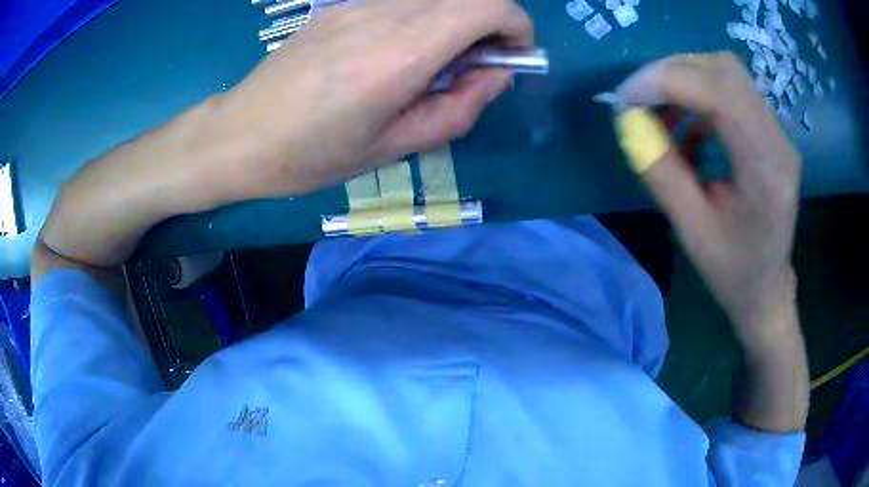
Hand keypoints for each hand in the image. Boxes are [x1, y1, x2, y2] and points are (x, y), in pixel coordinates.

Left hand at [198, 0, 531, 204]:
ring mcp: (358, 3)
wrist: (239, 134)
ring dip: (457, 19)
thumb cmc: (311, 155)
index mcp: (401, 53)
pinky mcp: (341, 5)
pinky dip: (424, 17)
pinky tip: (399, 52)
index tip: (515, 55)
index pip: (488, 5)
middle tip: (479, 63)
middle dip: (493, 21)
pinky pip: (403, 0)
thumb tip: (498, 74)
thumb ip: (459, 108)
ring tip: (436, 63)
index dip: (518, 25)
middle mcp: (384, 13)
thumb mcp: (394, 147)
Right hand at [614, 52, 801, 347]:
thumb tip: (628, 122)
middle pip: (723, 70)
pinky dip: (699, 97)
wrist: (768, 288)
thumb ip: (661, 172)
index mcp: (765, 171)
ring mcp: (778, 133)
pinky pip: (731, 92)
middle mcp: (778, 141)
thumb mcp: (691, 231)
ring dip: (684, 82)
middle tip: (638, 99)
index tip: (626, 98)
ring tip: (659, 113)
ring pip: (726, 74)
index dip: (668, 81)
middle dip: (672, 73)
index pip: (721, 94)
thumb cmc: (733, 272)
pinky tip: (687, 128)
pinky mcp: (771, 131)